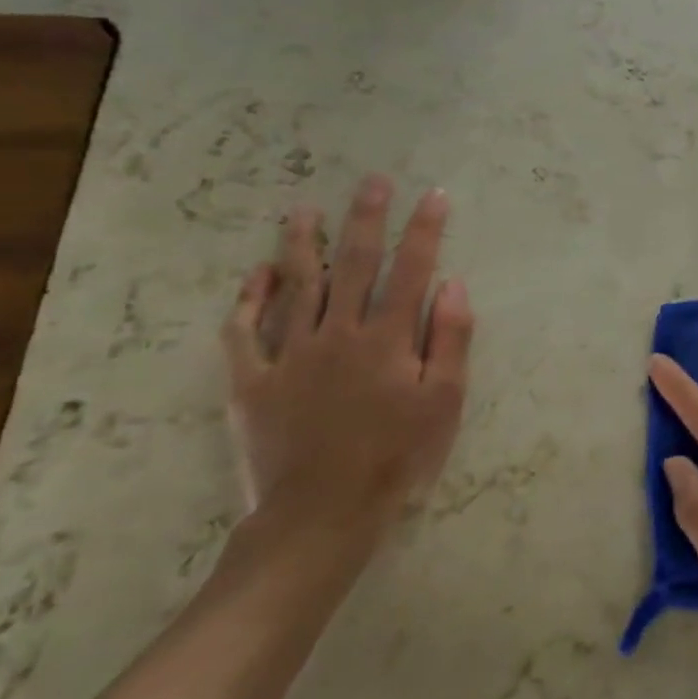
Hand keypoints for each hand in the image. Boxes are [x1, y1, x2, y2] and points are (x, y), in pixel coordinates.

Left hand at [221, 174, 474, 542]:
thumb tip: (453, 283)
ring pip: (297, 286)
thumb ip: (451, 339)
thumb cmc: (396, 458)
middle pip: (355, 264)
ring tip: (304, 210)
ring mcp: (290, 355)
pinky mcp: (253, 382)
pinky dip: (249, 299)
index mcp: (388, 339)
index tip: (433, 195)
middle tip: (372, 182)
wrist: (321, 516)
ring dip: (303, 244)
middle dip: (366, 218)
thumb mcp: (445, 403)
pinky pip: (244, 332)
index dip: (424, 230)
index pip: (411, 270)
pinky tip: (257, 274)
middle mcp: (338, 334)